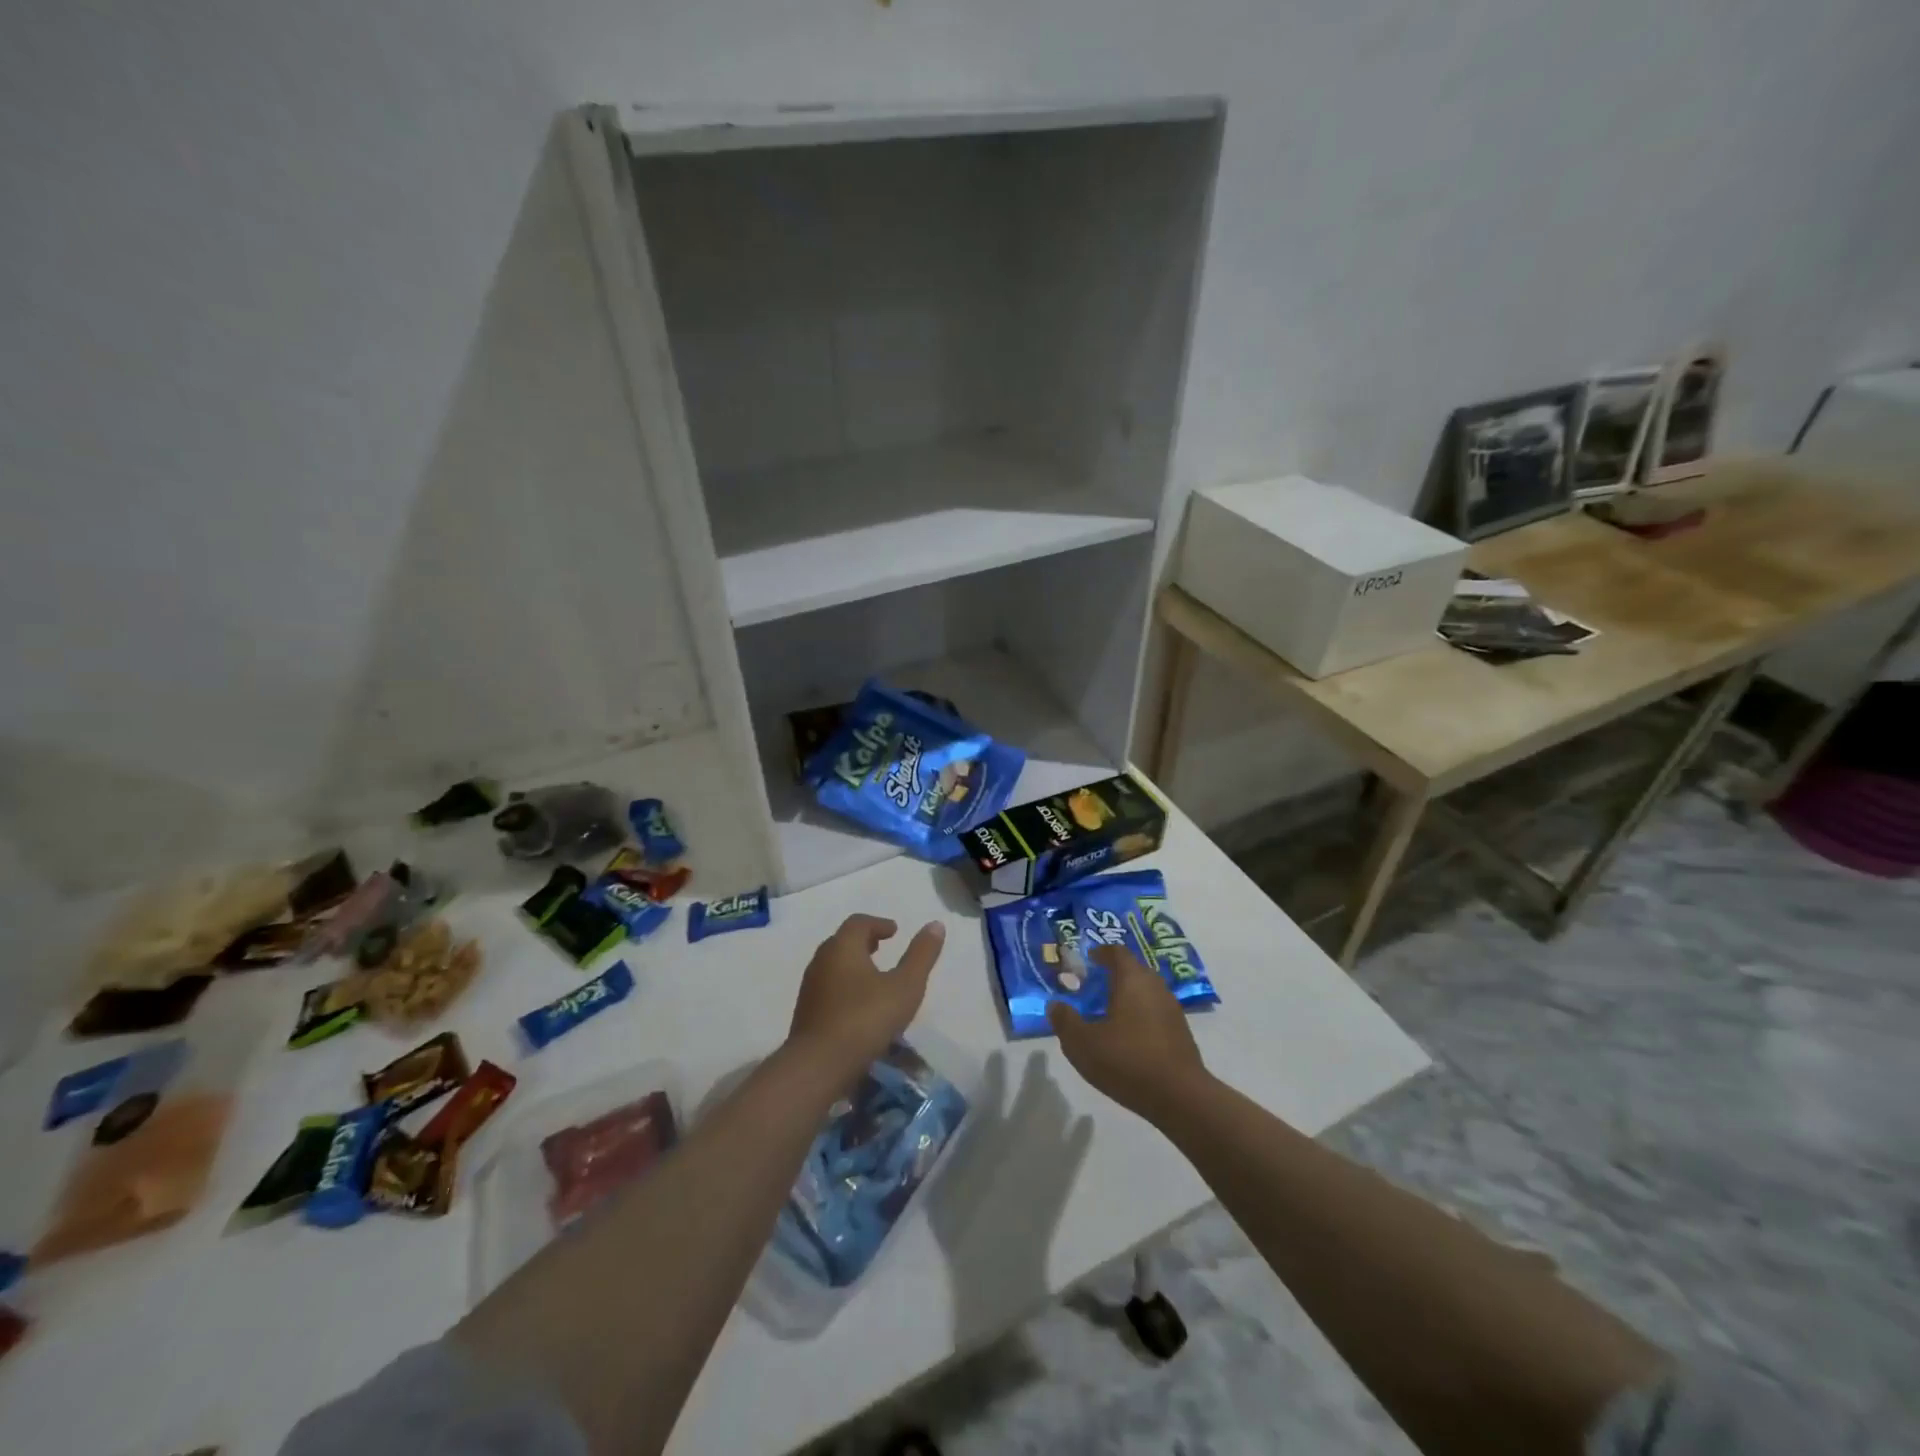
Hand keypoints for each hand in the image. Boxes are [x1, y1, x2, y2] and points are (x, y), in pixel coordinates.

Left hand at [787, 914, 945, 1084]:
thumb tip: (936, 924)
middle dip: (863, 941)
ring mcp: (810, 988)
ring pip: (833, 965)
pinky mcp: (805, 1013)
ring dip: (853, 964)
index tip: (894, 931)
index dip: (878, 924)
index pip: (859, 923)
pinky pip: (827, 987)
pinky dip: (844, 986)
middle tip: (882, 947)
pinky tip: (858, 1005)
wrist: (818, 1065)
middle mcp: (822, 960)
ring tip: (873, 977)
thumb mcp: (905, 986)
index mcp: (843, 947)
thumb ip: (921, 955)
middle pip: (842, 941)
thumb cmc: (866, 1019)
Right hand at [1047, 945, 1207, 1120]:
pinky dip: (1140, 1016)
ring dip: (1127, 997)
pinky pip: (1155, 1012)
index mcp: (1132, 979)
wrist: (1180, 1097)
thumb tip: (1056, 1005)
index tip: (1086, 962)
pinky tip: (1128, 1038)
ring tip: (1107, 1015)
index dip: (1100, 953)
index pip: (1117, 952)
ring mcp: (1172, 1009)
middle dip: (1112, 975)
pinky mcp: (1181, 1032)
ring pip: (1146, 992)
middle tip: (1092, 989)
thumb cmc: (1127, 1061)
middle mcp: (1155, 986)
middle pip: (1133, 970)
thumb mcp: (1082, 1044)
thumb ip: (1065, 1021)